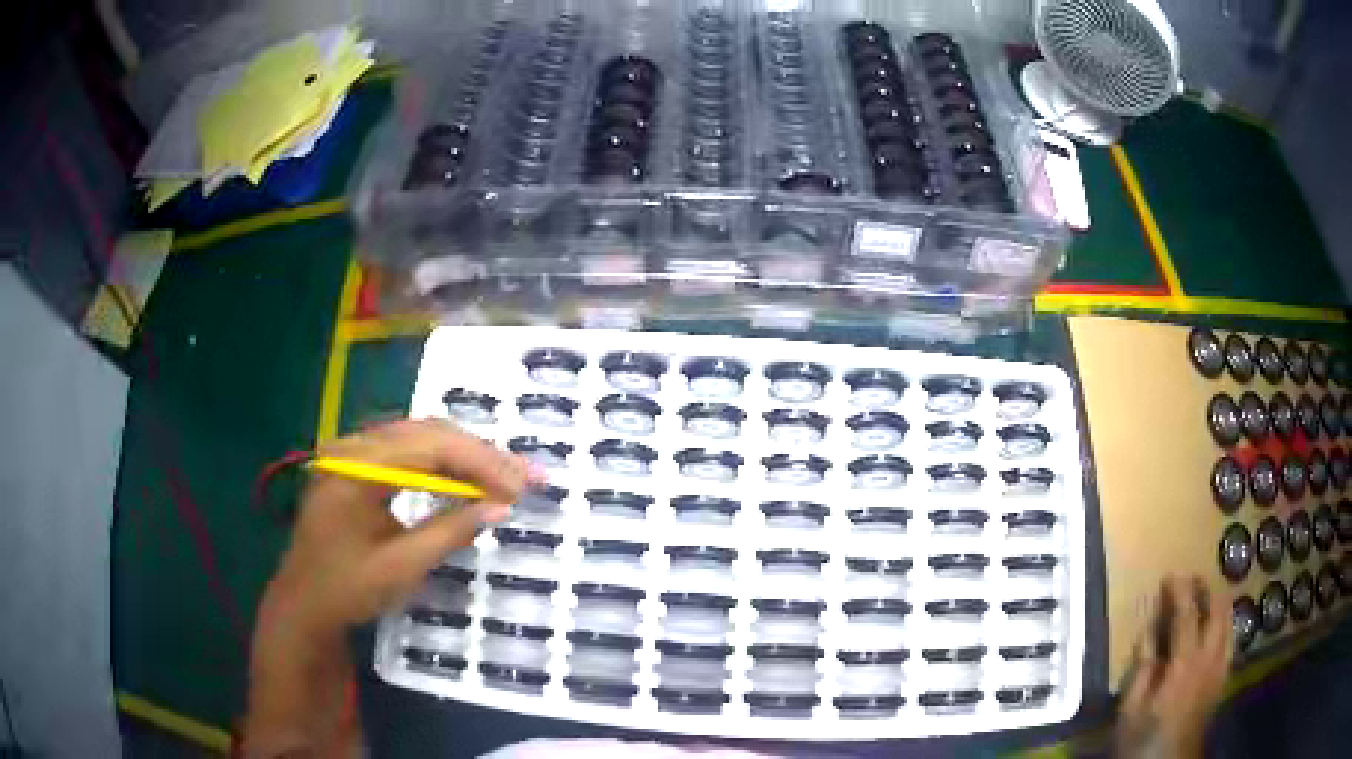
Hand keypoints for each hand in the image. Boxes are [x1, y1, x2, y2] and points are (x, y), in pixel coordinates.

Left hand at [245, 420, 534, 756]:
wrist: (303, 603)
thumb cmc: (346, 589)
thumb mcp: (401, 567)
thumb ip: (450, 531)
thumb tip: (500, 507)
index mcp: (357, 467)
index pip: (429, 446)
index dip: (481, 462)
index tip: (521, 487)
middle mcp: (354, 447)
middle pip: (427, 432)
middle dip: (480, 454)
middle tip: (525, 477)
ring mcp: (354, 453)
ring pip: (421, 437)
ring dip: (465, 455)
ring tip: (506, 476)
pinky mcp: (358, 466)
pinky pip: (408, 452)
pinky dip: (443, 463)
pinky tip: (466, 478)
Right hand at [1114, 575, 1233, 758]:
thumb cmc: (1143, 738)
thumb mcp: (1131, 709)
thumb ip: (1142, 668)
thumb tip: (1149, 631)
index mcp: (1185, 662)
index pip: (1187, 613)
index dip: (1180, 590)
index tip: (1170, 575)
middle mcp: (1209, 657)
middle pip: (1217, 609)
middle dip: (1206, 589)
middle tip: (1192, 581)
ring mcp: (1221, 666)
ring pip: (1229, 621)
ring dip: (1219, 603)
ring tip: (1207, 597)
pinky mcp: (1223, 678)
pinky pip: (1231, 639)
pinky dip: (1226, 625)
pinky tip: (1218, 628)